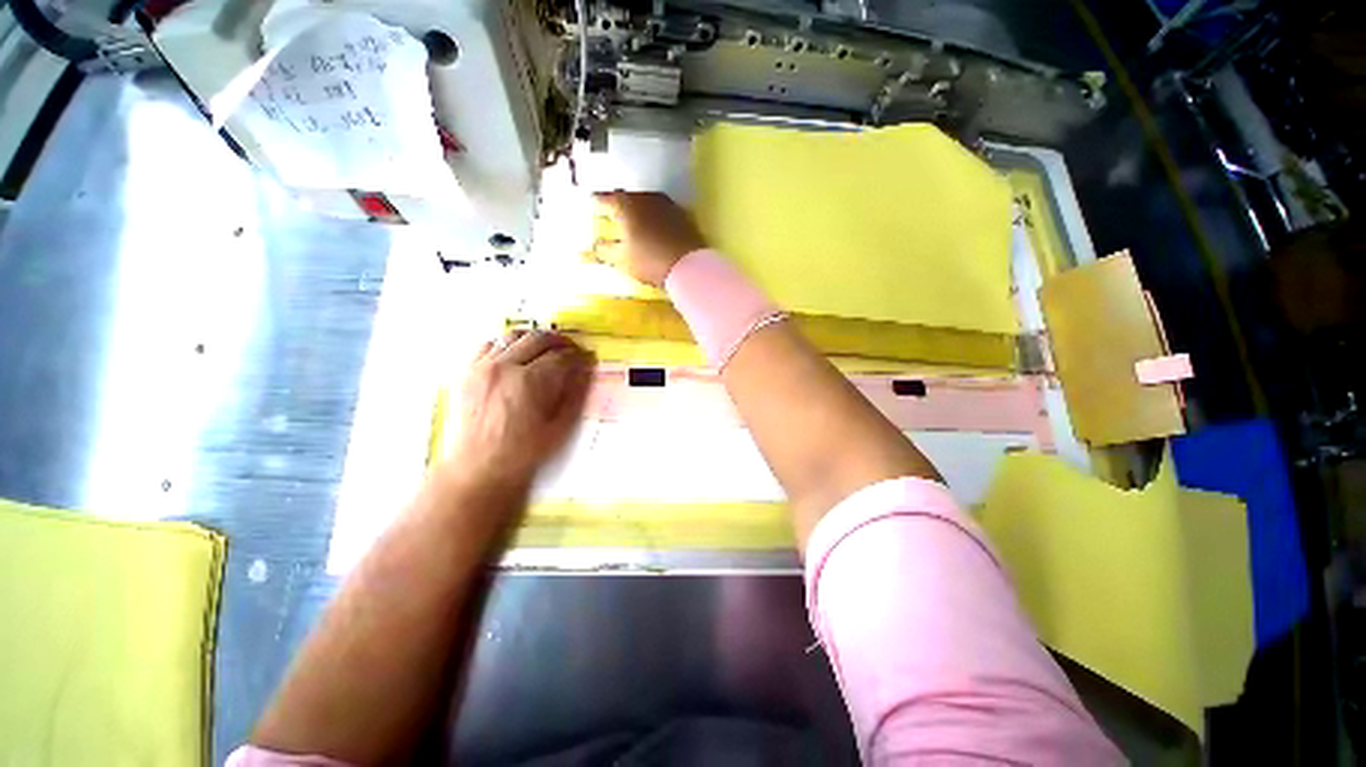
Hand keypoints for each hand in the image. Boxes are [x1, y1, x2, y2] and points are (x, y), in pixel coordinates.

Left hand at [448, 329, 593, 490]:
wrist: (476, 468)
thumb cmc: (523, 452)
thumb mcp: (559, 428)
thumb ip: (575, 395)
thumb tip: (586, 370)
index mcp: (530, 382)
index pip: (561, 357)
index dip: (578, 356)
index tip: (586, 359)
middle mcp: (505, 367)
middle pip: (539, 338)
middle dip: (561, 341)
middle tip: (572, 350)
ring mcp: (482, 366)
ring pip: (513, 335)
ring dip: (535, 338)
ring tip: (546, 348)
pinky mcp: (466, 371)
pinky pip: (488, 344)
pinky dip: (506, 343)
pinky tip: (516, 355)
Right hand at [590, 191, 707, 287]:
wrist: (688, 265)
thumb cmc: (649, 260)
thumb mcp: (622, 259)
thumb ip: (605, 250)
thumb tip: (596, 245)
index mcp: (626, 204)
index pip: (606, 198)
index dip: (598, 202)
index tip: (592, 203)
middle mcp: (645, 197)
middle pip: (627, 197)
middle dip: (618, 203)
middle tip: (611, 211)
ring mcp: (666, 204)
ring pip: (646, 202)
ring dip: (638, 209)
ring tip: (632, 219)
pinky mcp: (682, 215)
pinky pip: (661, 211)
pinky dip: (654, 216)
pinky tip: (654, 227)